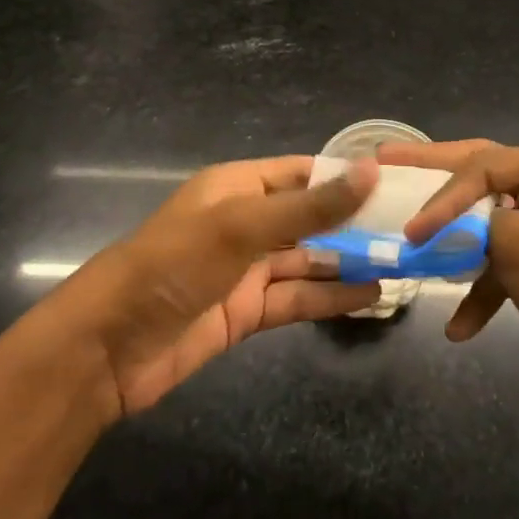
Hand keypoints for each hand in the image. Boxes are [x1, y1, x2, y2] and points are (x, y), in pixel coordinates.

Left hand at [37, 156, 381, 419]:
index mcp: (239, 186)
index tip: (396, 183)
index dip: (345, 176)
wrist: (108, 348)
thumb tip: (371, 170)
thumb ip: (310, 205)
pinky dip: (330, 297)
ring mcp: (247, 268)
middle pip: (310, 217)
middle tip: (410, 229)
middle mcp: (246, 221)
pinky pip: (297, 297)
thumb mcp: (243, 226)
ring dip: (349, 261)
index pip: (303, 172)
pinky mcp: (245, 311)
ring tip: (401, 263)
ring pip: (308, 259)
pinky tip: (370, 297)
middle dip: (354, 223)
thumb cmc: (174, 265)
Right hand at [381, 140, 518, 410]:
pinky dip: (479, 288)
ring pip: (484, 218)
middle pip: (481, 174)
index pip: (486, 166)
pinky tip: (458, 326)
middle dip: (434, 176)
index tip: (411, 230)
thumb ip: (475, 222)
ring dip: (452, 239)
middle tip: (386, 156)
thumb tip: (443, 222)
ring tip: (404, 232)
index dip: (443, 195)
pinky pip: (501, 260)